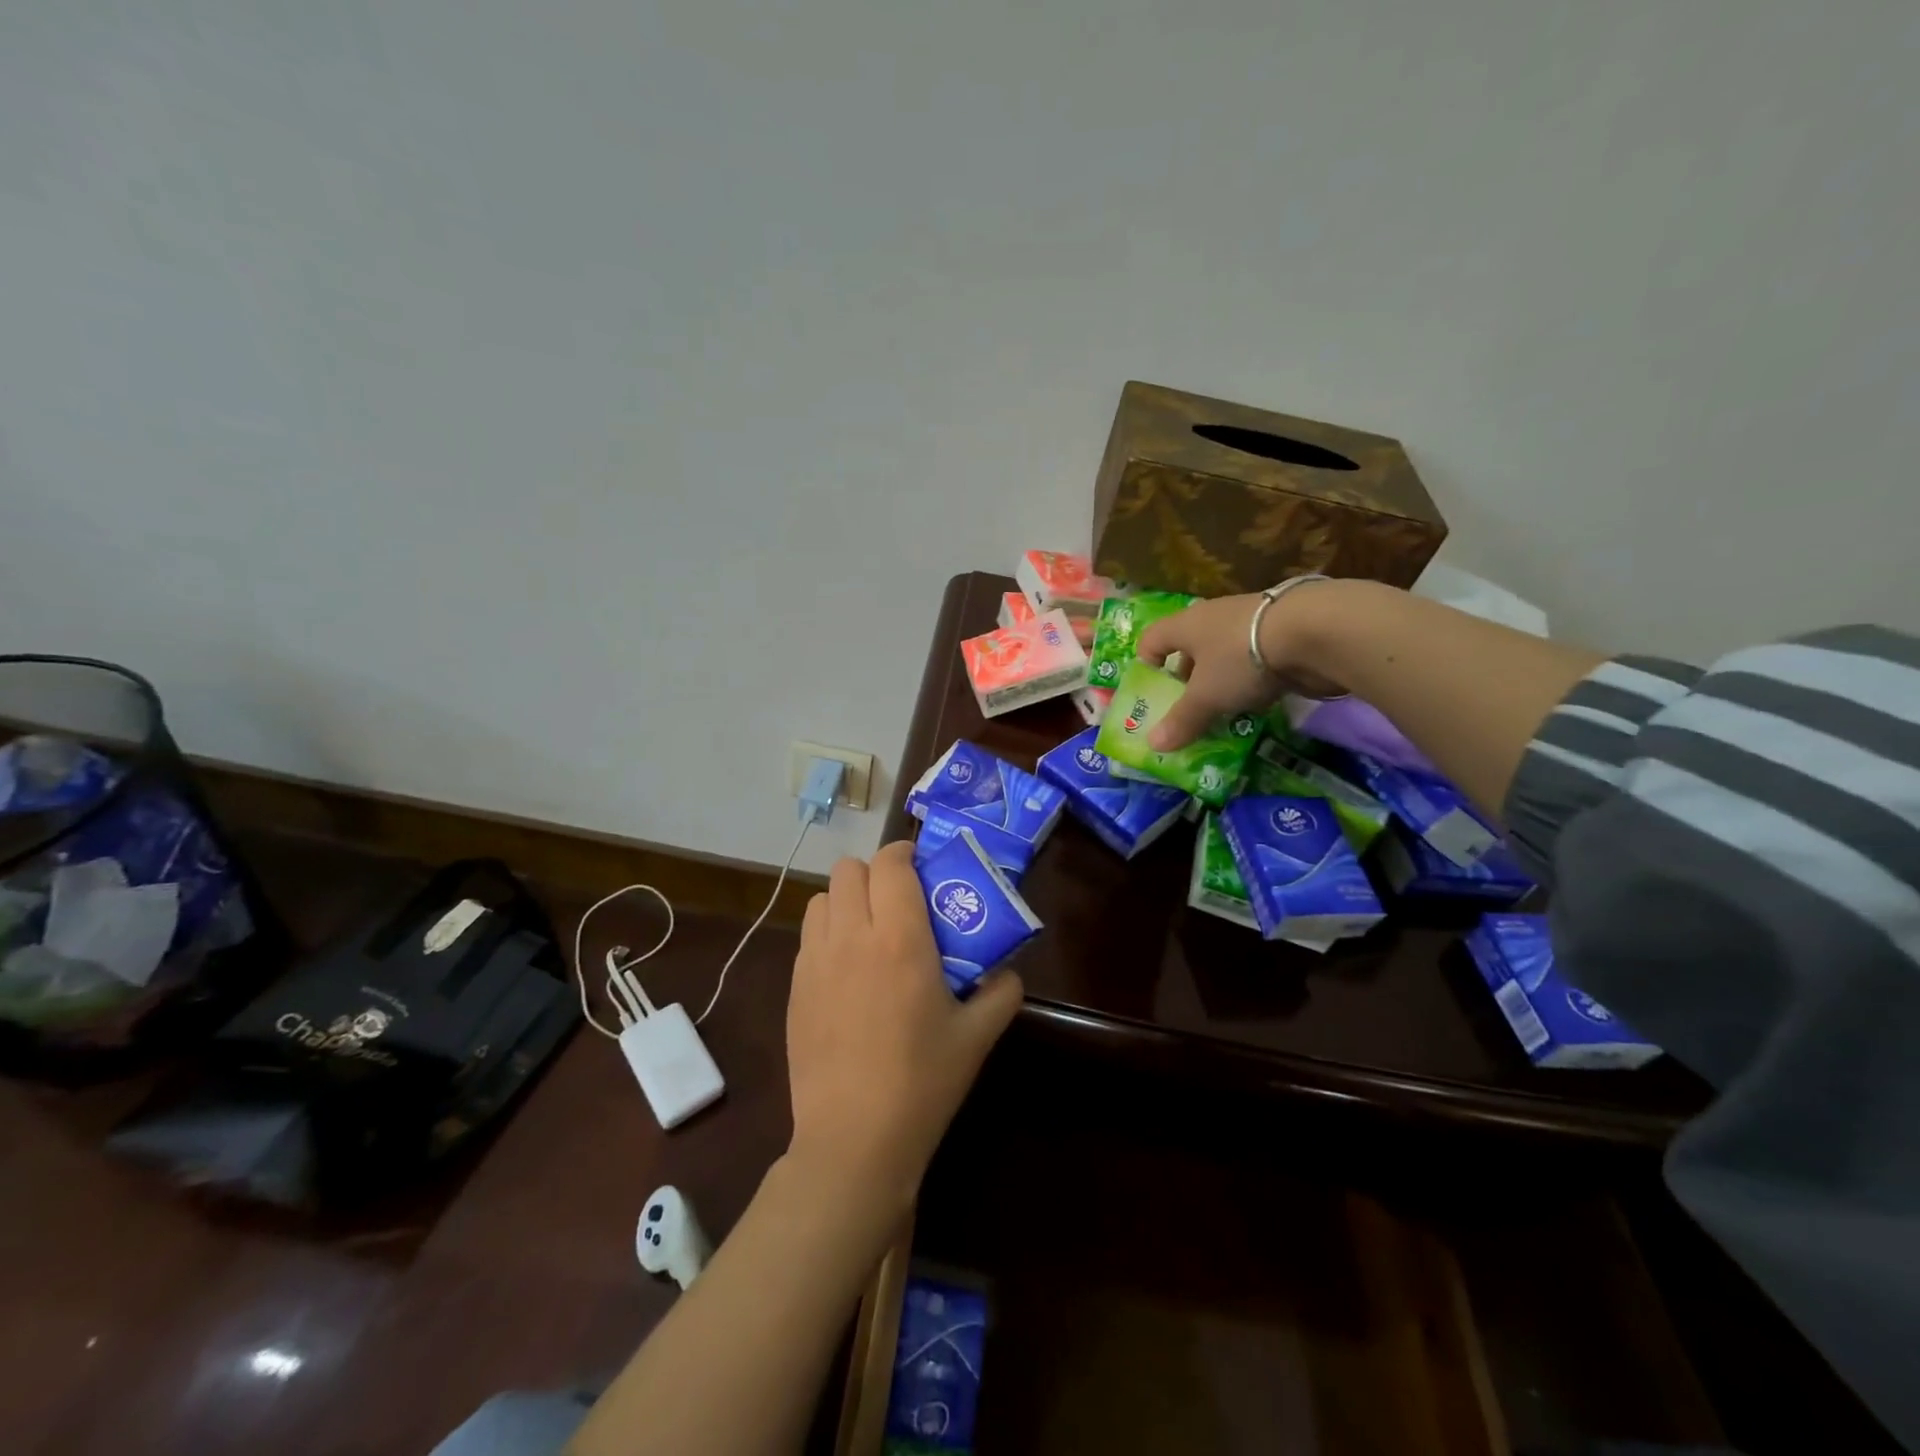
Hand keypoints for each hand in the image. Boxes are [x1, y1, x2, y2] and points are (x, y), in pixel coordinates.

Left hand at [786, 842, 1022, 1206]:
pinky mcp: (794, 987)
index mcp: (899, 938)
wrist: (853, 1139)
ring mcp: (815, 961)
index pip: (890, 863)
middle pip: (849, 869)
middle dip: (875, 874)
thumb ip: (1001, 992)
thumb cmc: (922, 1082)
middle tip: (898, 901)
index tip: (921, 866)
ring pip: (822, 897)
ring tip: (869, 930)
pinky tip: (847, 969)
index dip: (905, 852)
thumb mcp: (977, 1037)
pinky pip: (808, 935)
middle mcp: (851, 936)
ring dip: (846, 900)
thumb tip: (1007, 971)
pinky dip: (828, 932)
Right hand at [1136, 585, 1345, 750]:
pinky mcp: (1281, 635)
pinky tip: (1257, 704)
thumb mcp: (1206, 696)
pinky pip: (1253, 662)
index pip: (1152, 639)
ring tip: (1222, 714)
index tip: (1153, 694)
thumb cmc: (1242, 657)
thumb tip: (1153, 745)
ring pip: (1223, 658)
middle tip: (1187, 712)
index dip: (1147, 665)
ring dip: (1220, 684)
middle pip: (1189, 650)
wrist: (1316, 631)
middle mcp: (1213, 619)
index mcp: (1186, 624)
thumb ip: (1181, 721)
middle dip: (1186, 682)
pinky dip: (1250, 682)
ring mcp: (1249, 625)